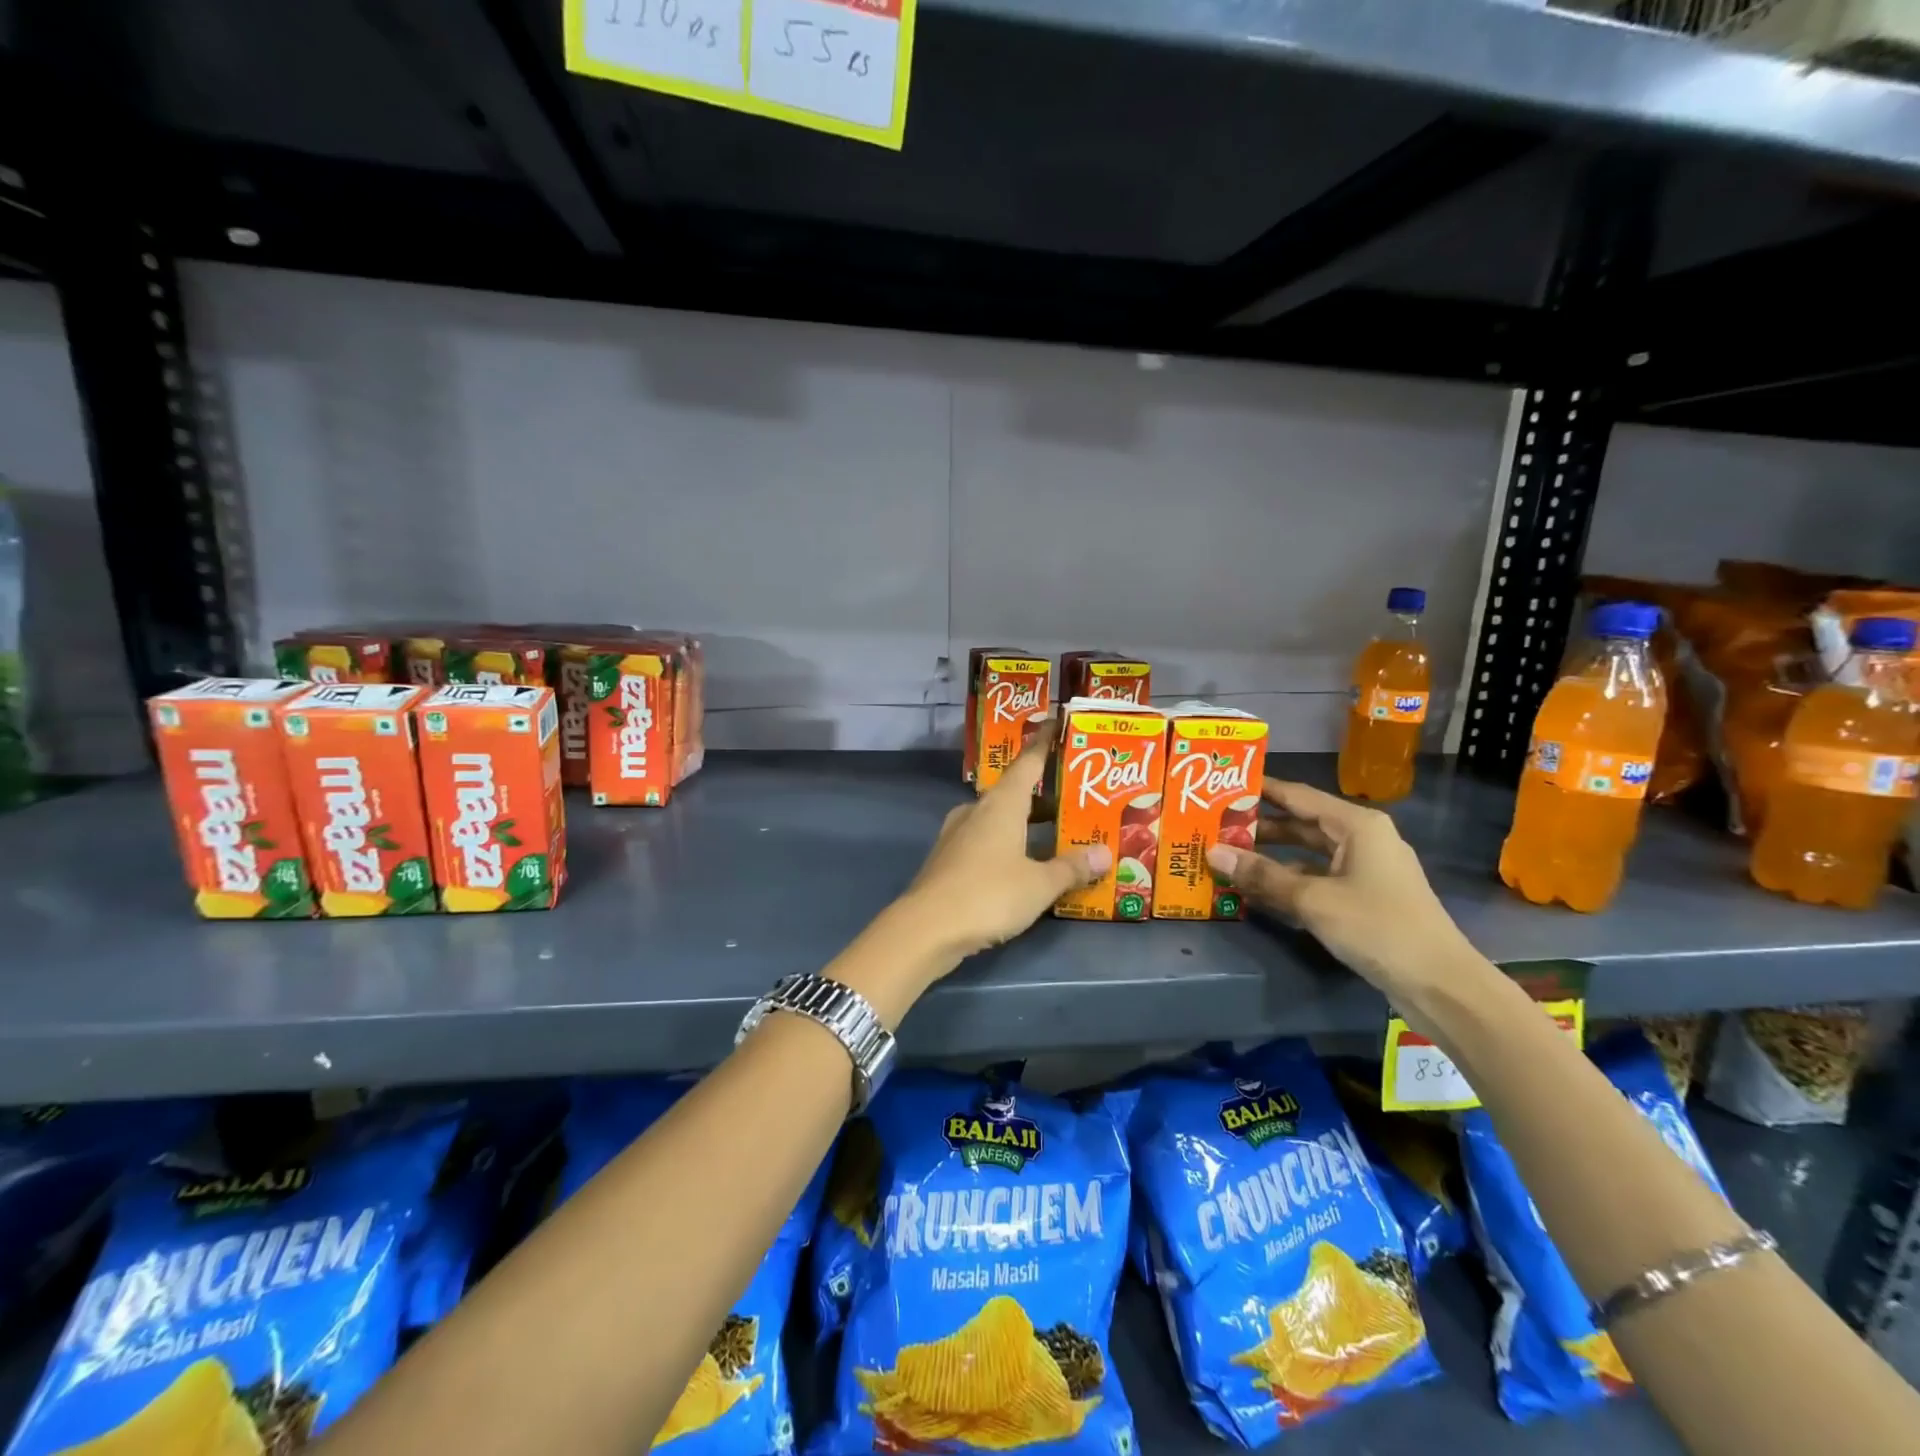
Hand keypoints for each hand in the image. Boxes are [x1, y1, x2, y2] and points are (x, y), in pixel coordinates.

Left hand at [898, 722, 1110, 959]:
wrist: (926, 928)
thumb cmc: (989, 894)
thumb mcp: (1039, 884)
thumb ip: (1071, 868)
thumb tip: (1103, 853)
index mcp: (1001, 804)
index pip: (1027, 762)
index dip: (1044, 743)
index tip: (1057, 723)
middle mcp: (977, 811)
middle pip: (1014, 792)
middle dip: (1043, 794)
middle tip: (1075, 798)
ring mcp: (957, 834)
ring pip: (997, 818)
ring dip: (1024, 822)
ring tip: (1054, 833)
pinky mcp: (947, 860)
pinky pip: (984, 841)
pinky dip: (1006, 844)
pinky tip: (1021, 863)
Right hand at [1205, 779, 1473, 998]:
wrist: (1440, 984)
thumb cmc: (1378, 927)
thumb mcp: (1312, 899)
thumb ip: (1261, 875)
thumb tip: (1212, 852)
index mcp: (1356, 825)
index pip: (1297, 795)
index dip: (1260, 790)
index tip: (1221, 787)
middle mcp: (1361, 839)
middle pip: (1300, 824)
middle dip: (1259, 827)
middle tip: (1214, 826)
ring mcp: (1364, 870)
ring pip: (1306, 855)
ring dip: (1270, 858)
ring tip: (1226, 857)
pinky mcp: (1363, 899)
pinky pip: (1316, 880)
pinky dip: (1288, 882)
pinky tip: (1256, 891)